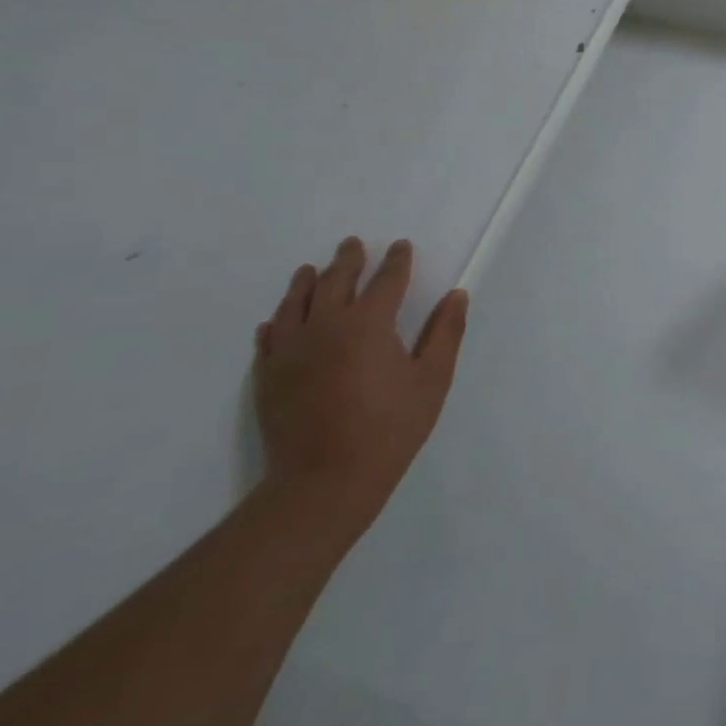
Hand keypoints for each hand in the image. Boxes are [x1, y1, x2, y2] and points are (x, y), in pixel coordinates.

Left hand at [254, 237, 468, 542]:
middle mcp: (325, 326)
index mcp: (369, 324)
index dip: (396, 261)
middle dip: (347, 261)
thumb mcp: (432, 380)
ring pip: (295, 304)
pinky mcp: (268, 376)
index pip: (386, 280)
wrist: (324, 480)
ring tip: (310, 270)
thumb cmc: (390, 428)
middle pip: (335, 282)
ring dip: (306, 282)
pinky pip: (269, 338)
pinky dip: (277, 322)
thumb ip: (445, 333)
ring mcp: (290, 351)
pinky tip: (277, 320)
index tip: (401, 246)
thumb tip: (456, 295)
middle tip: (352, 245)